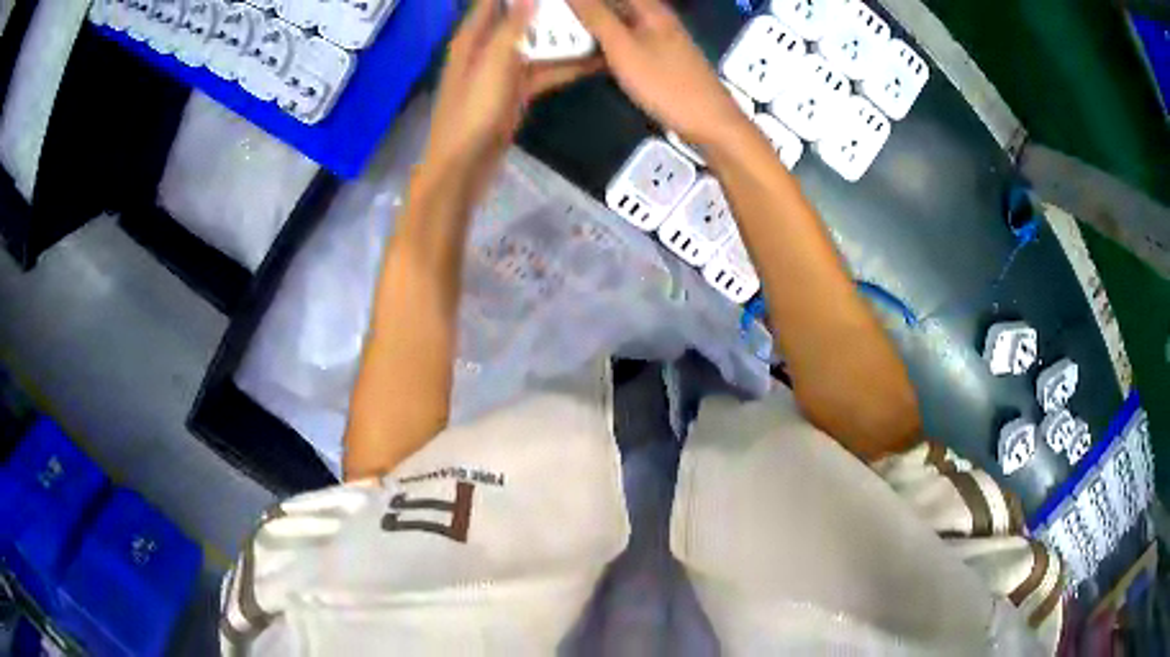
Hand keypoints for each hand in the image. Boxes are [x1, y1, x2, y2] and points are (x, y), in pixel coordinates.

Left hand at [423, 0, 601, 197]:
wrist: (464, 166)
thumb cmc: (472, 112)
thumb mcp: (492, 64)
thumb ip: (512, 28)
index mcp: (472, 38)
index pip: (491, 2)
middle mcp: (487, 49)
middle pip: (520, 20)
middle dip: (549, 10)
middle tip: (583, 4)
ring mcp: (503, 72)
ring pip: (537, 46)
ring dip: (564, 38)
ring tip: (598, 27)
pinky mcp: (516, 92)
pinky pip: (544, 72)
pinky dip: (566, 67)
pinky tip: (595, 61)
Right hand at [568, 0, 749, 146]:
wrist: (709, 123)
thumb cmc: (666, 83)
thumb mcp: (623, 47)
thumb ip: (596, 16)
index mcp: (650, 8)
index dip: (586, 0)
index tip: (557, 5)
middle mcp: (655, 17)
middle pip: (615, 4)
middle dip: (587, 9)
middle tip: (552, 17)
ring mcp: (658, 39)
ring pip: (618, 22)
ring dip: (592, 25)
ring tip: (560, 32)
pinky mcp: (658, 59)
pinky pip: (625, 41)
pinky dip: (605, 43)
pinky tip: (586, 52)